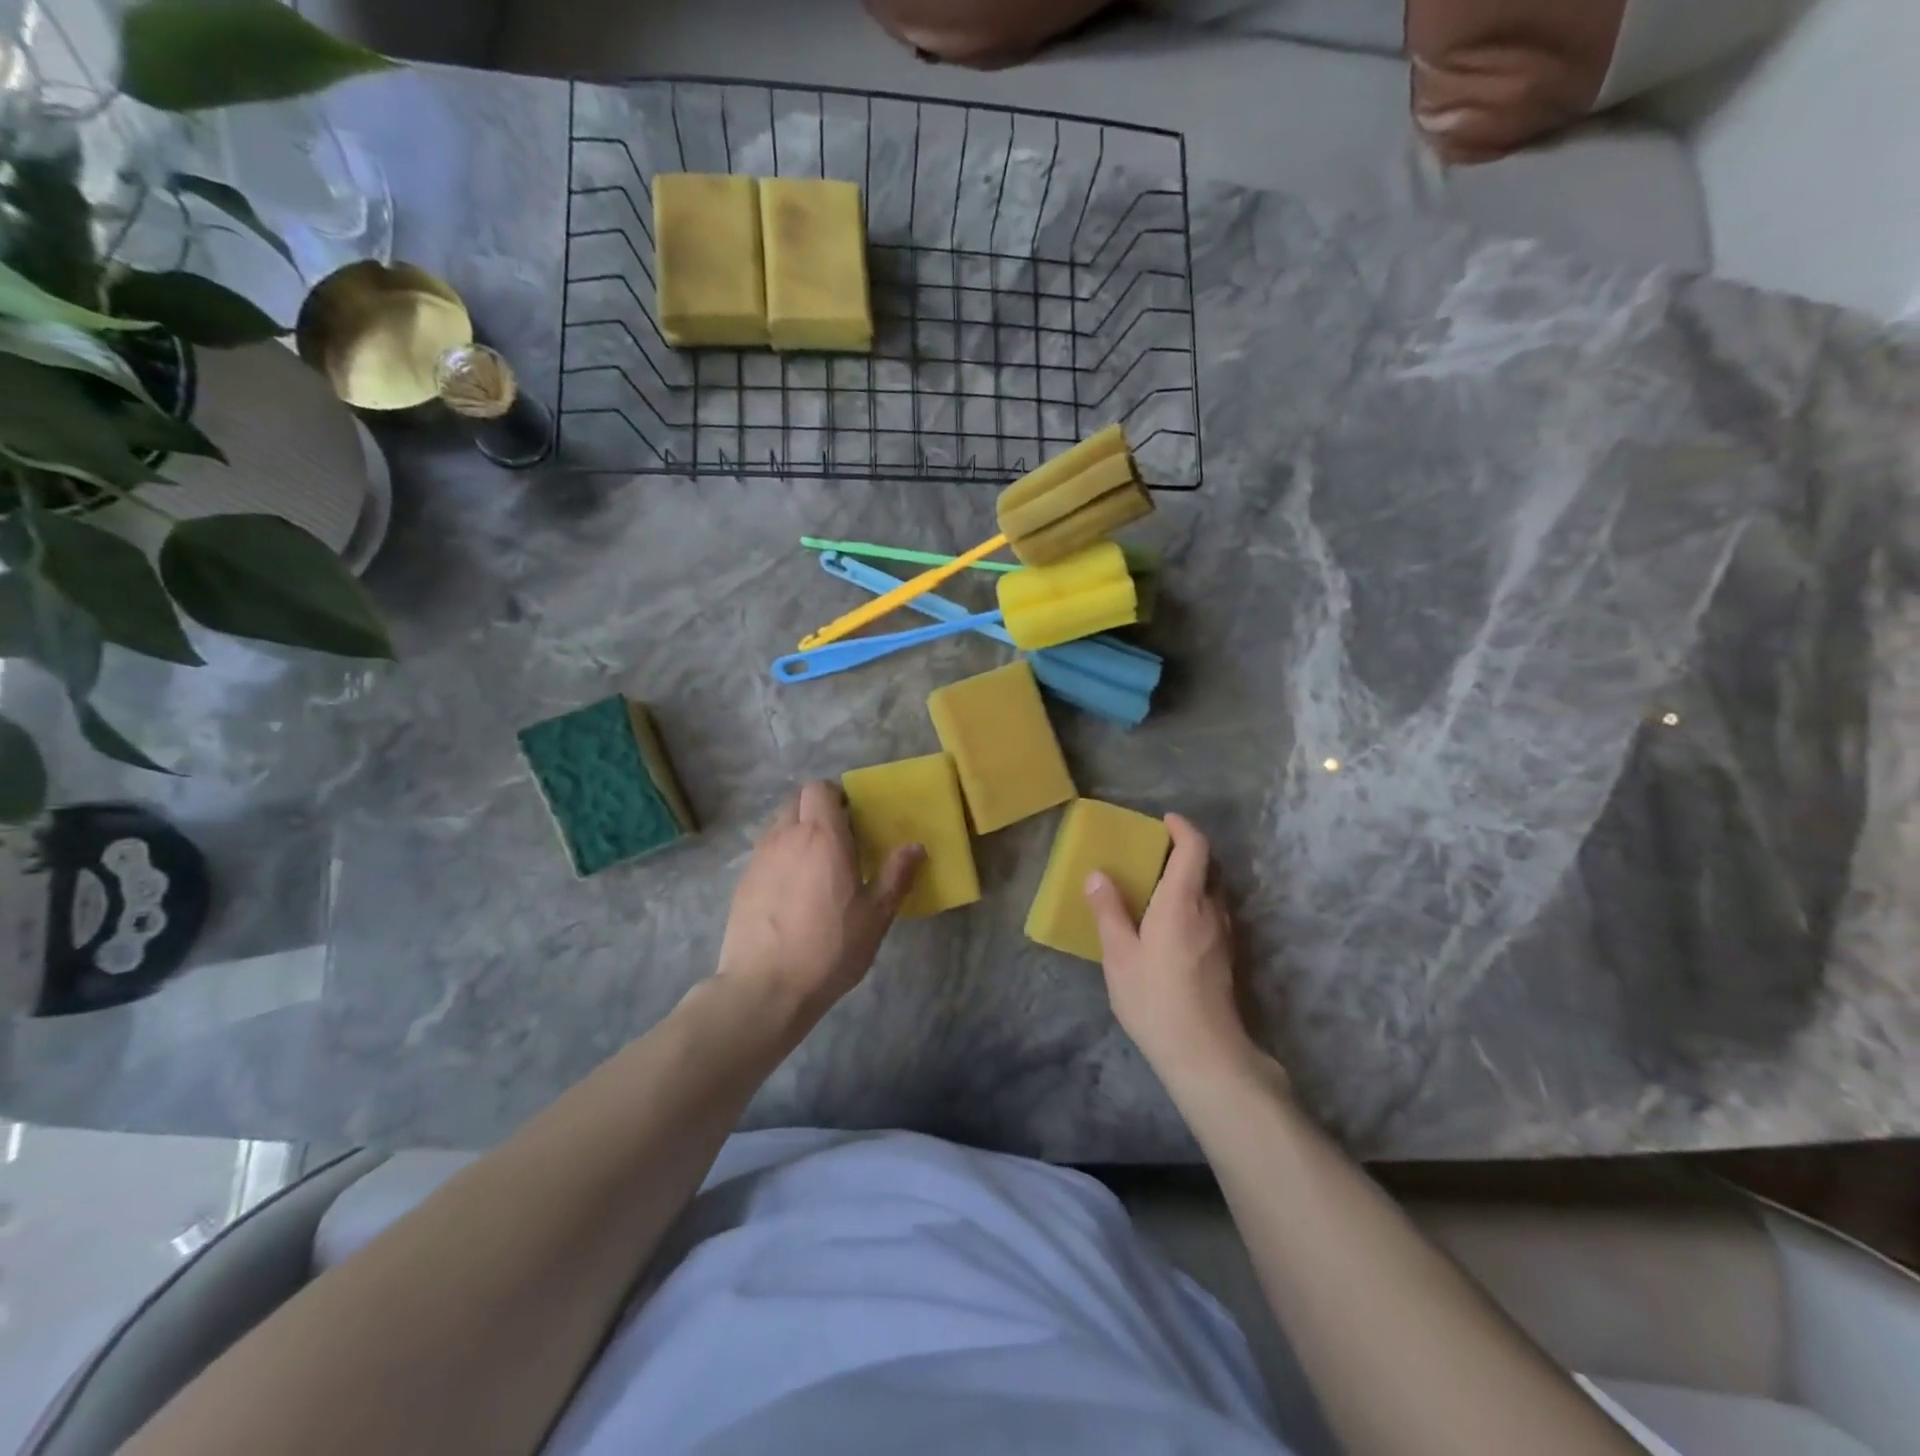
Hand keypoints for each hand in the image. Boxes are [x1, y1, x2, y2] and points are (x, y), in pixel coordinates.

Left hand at [716, 780, 922, 1015]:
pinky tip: (792, 892)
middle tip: (839, 838)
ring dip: (798, 831)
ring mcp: (759, 858)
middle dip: (817, 808)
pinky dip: (781, 857)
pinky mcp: (743, 882)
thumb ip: (896, 876)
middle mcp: (786, 837)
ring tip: (816, 866)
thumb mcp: (875, 916)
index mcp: (822, 836)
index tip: (853, 817)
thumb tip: (916, 846)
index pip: (820, 788)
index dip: (836, 795)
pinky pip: (765, 852)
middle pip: (797, 800)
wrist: (764, 988)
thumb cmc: (829, 949)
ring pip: (779, 825)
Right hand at [1085, 814, 1274, 1085]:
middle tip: (1155, 853)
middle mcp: (1210, 910)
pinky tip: (1174, 924)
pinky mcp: (1228, 957)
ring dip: (1193, 878)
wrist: (1205, 1054)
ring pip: (1214, 892)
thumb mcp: (1119, 956)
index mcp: (1182, 902)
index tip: (1164, 821)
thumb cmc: (1155, 999)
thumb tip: (1097, 875)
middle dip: (1186, 851)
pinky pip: (1214, 913)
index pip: (1195, 848)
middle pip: (1209, 866)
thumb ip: (1109, 912)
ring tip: (1161, 887)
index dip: (1183, 828)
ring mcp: (1225, 935)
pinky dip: (1197, 903)